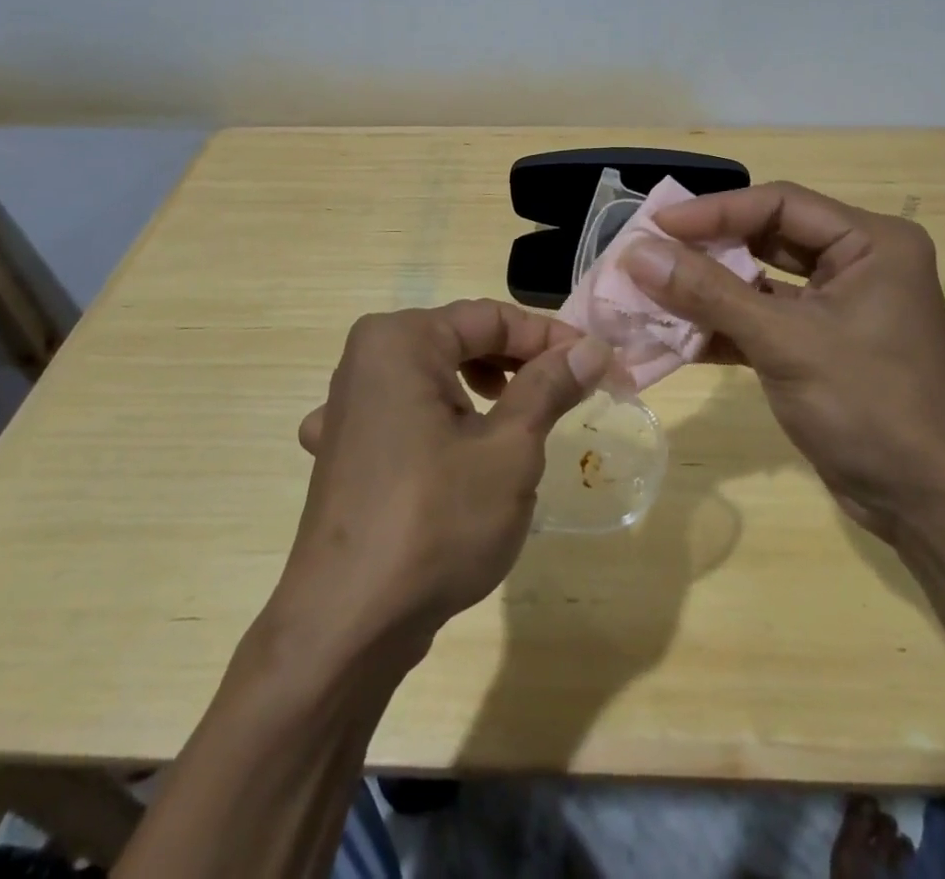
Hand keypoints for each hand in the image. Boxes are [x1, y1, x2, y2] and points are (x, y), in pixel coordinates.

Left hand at [273, 301, 610, 654]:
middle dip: (520, 361)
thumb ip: (550, 386)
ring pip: (437, 376)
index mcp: (399, 341)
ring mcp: (348, 407)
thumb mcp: (510, 449)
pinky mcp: (347, 450)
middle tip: (571, 388)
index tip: (598, 361)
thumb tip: (592, 347)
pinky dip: (447, 419)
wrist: (348, 628)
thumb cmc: (436, 522)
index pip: (490, 317)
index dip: (550, 336)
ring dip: (488, 389)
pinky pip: (411, 412)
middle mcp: (366, 360)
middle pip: (461, 340)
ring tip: (525, 418)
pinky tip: (461, 452)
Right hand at [625, 182, 944, 539]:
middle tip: (648, 254)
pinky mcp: (821, 345)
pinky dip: (725, 326)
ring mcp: (840, 306)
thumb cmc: (868, 405)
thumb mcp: (784, 342)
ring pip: (762, 281)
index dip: (713, 211)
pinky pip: (765, 319)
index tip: (654, 225)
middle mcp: (858, 263)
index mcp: (870, 242)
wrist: (925, 504)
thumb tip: (637, 253)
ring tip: (652, 291)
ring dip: (710, 290)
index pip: (779, 205)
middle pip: (768, 237)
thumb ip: (709, 293)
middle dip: (707, 250)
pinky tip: (678, 336)